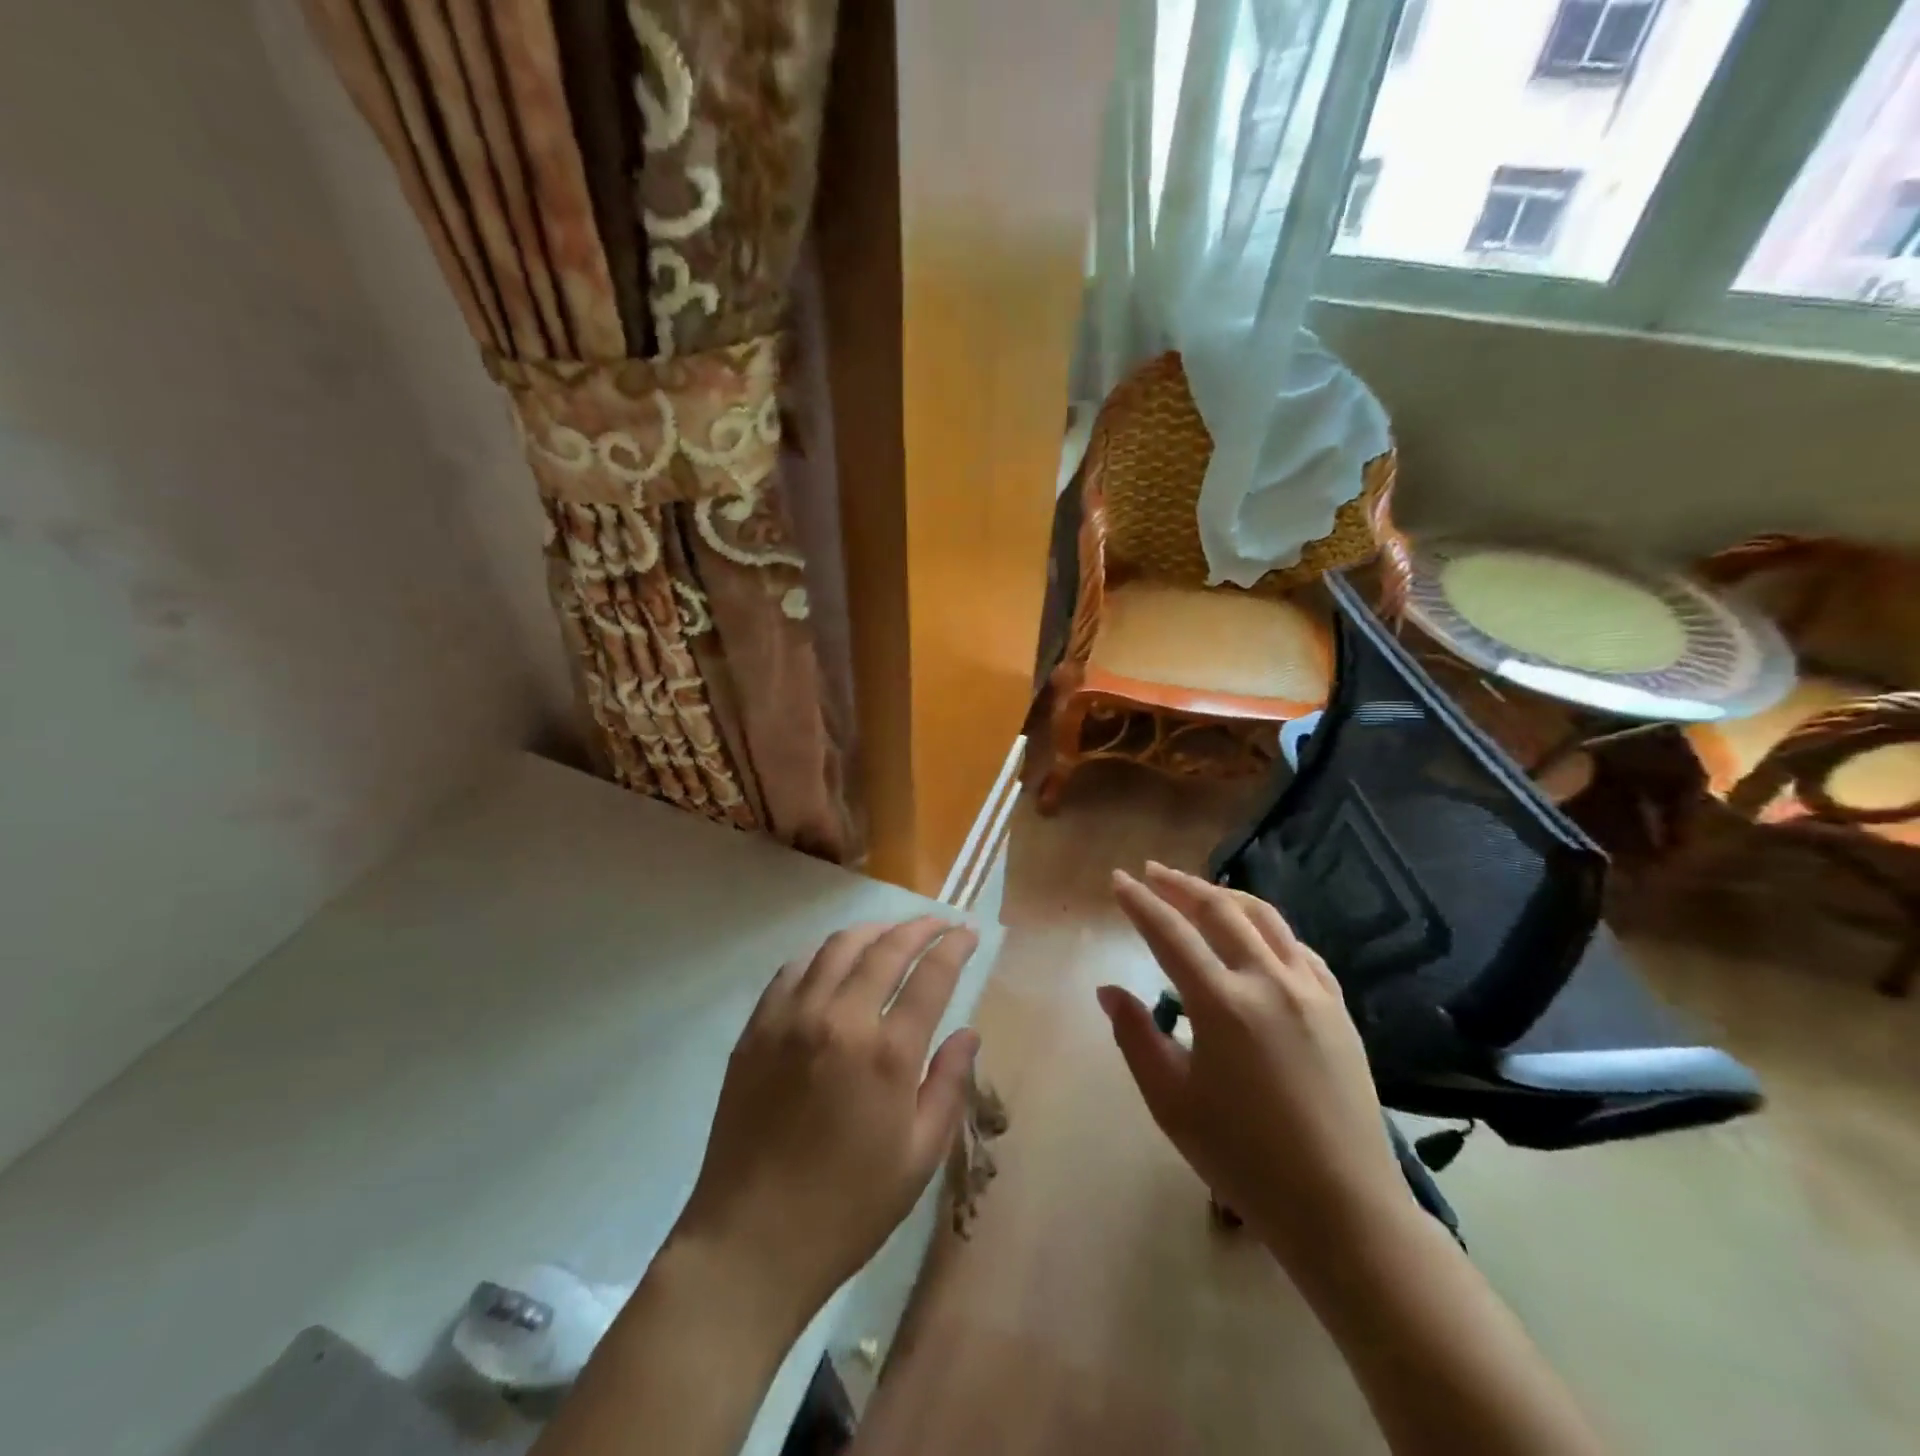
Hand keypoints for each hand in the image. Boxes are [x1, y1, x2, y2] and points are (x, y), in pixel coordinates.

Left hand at [670, 917, 980, 1325]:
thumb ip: (949, 1085)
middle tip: (938, 923)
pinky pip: (793, 969)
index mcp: (887, 1054)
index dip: (953, 946)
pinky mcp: (757, 1029)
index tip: (967, 932)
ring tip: (891, 934)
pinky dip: (823, 954)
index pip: (930, 975)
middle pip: (885, 948)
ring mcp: (791, 1019)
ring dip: (872, 931)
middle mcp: (839, 1019)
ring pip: (836, 947)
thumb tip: (968, 1032)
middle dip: (918, 928)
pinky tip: (834, 962)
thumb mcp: (919, 1157)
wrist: (750, 1242)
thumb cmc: (847, 1208)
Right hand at [1099, 863, 1407, 1270]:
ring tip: (1199, 888)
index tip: (1118, 879)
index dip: (1139, 902)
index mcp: (1222, 1004)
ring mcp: (1310, 990)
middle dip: (1180, 885)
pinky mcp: (1337, 1008)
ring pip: (1264, 919)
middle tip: (1152, 871)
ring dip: (1225, 896)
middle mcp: (1268, 982)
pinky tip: (1256, 935)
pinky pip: (1299, 948)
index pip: (1170, 933)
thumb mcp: (1171, 1102)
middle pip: (1219, 910)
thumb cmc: (1243, 1158)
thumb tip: (1109, 991)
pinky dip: (1268, 929)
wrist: (1341, 1206)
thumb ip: (1135, 1037)